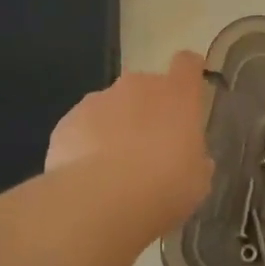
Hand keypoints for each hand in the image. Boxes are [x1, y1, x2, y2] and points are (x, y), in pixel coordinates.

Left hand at [47, 51, 214, 221]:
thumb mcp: (197, 180)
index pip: (187, 65)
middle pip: (146, 87)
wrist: (102, 200)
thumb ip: (195, 160)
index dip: (188, 74)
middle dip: (148, 110)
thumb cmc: (165, 186)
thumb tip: (190, 158)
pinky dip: (87, 144)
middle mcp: (138, 86)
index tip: (188, 90)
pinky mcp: (67, 121)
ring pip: (112, 107)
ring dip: (116, 127)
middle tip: (150, 148)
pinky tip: (89, 176)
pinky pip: (83, 127)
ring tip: (114, 168)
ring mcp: (98, 100)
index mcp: (177, 95)